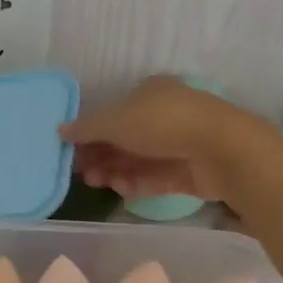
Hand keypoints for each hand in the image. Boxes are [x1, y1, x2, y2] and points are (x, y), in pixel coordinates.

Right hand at [60, 76, 268, 203]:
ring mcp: (181, 143)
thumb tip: (60, 129)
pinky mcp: (191, 171)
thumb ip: (87, 127)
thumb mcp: (116, 120)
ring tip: (97, 183)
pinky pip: (158, 177)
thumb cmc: (163, 122)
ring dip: (116, 170)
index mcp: (150, 92)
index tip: (73, 151)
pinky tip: (119, 189)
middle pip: (127, 138)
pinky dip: (138, 182)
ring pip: (141, 159)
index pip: (115, 112)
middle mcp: (166, 114)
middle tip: (82, 173)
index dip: (93, 131)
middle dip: (102, 155)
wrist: (222, 148)